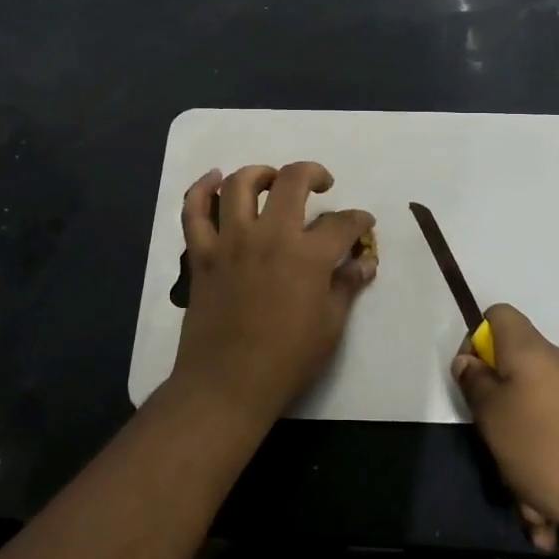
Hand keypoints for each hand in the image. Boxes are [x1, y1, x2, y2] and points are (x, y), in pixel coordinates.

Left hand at [170, 162, 376, 429]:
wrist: (227, 385)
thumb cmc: (286, 360)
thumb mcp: (330, 326)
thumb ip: (347, 286)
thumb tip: (365, 262)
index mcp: (307, 256)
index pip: (341, 224)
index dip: (358, 220)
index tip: (363, 224)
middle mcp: (269, 236)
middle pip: (292, 181)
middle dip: (314, 174)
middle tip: (321, 184)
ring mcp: (230, 241)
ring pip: (240, 184)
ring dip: (260, 173)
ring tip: (272, 181)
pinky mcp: (201, 254)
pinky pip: (193, 211)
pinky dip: (200, 188)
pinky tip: (214, 179)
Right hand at [452, 305, 558, 548]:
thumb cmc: (550, 449)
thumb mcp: (495, 418)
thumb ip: (475, 384)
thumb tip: (469, 361)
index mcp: (530, 352)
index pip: (497, 316)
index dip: (475, 341)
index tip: (471, 380)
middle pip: (513, 379)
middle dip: (499, 423)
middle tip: (495, 453)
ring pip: (534, 426)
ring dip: (523, 467)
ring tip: (530, 508)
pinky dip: (549, 482)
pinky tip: (551, 520)